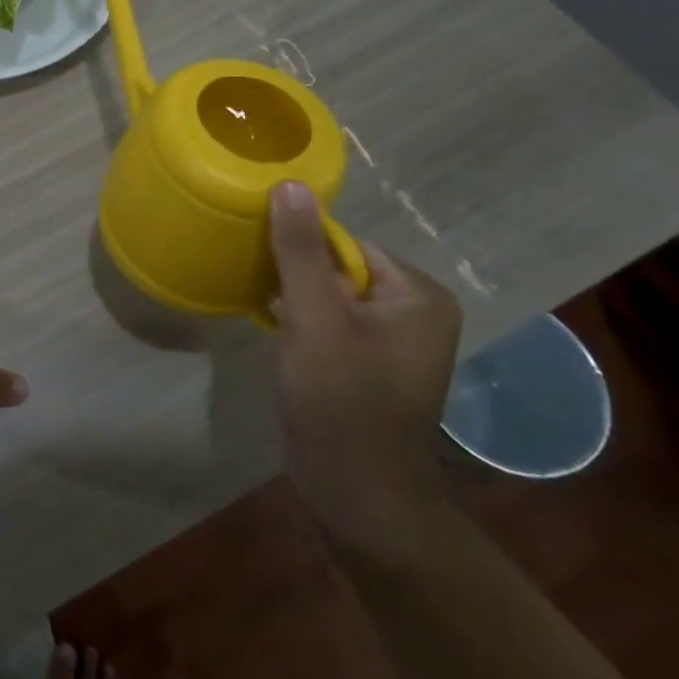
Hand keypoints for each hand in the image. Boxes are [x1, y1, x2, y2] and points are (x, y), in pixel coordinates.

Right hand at [269, 181, 461, 547]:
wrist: (356, 495)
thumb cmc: (341, 401)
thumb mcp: (315, 318)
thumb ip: (300, 250)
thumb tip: (289, 184)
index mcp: (418, 294)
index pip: (344, 242)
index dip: (299, 249)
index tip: (261, 260)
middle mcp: (414, 311)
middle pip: (335, 265)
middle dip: (293, 275)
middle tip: (261, 289)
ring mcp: (392, 340)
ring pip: (327, 293)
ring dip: (292, 297)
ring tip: (264, 309)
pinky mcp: (368, 362)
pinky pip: (328, 319)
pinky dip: (298, 319)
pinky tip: (273, 329)